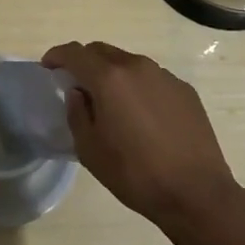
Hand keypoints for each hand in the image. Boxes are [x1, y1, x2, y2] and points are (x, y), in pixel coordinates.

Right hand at [42, 41, 242, 229]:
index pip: (75, 53)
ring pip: (129, 64)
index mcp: (109, 78)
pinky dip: (138, 88)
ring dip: (113, 75)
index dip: (57, 56)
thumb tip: (78, 93)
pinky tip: (142, 116)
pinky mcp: (184, 90)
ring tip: (111, 103)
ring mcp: (164, 76)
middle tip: (77, 85)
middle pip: (102, 51)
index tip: (48, 67)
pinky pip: (152, 79)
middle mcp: (137, 67)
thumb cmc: (135, 173)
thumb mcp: (90, 150)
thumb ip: (77, 113)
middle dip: (85, 62)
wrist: (196, 193)